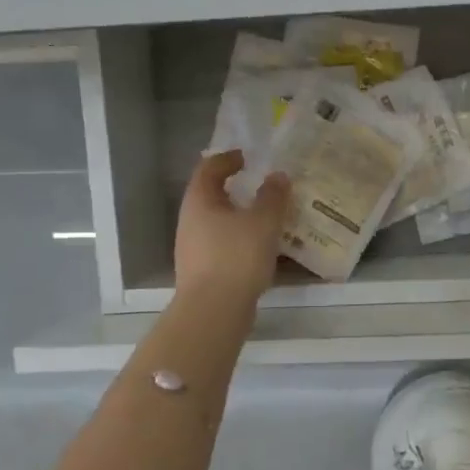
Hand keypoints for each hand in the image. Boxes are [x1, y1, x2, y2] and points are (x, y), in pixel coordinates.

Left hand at [172, 151, 287, 304]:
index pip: (209, 168)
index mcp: (200, 201)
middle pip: (213, 196)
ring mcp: (195, 248)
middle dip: (238, 190)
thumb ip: (273, 196)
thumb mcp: (263, 222)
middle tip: (264, 187)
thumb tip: (278, 176)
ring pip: (220, 223)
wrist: (214, 311)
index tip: (249, 158)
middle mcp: (191, 221)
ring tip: (271, 218)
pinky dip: (244, 240)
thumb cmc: (236, 257)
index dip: (228, 159)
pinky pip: (226, 246)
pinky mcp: (205, 271)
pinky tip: (266, 249)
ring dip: (243, 217)